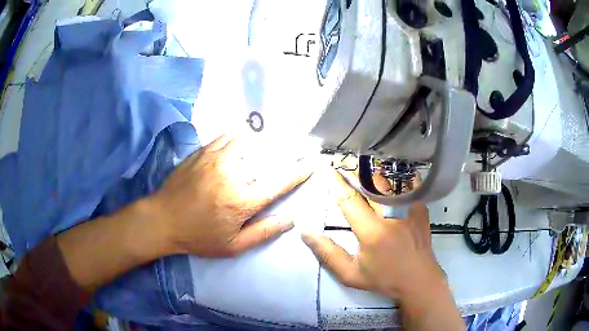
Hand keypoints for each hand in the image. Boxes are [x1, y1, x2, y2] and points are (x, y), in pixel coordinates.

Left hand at [150, 135, 312, 257]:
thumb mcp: (233, 246)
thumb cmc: (199, 237)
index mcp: (242, 201)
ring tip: (272, 139)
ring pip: (248, 140)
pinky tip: (243, 138)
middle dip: (287, 150)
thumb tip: (290, 219)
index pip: (279, 182)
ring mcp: (216, 159)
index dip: (299, 172)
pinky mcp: (202, 152)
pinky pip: (227, 136)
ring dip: (263, 140)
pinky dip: (240, 135)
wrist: (163, 220)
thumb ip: (263, 232)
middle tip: (299, 145)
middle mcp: (233, 174)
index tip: (312, 163)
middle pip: (267, 156)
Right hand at [301, 169, 444, 299]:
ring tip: (362, 164)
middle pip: (370, 184)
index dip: (336, 183)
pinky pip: (407, 185)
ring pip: (388, 181)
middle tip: (344, 163)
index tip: (328, 169)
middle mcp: (392, 215)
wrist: (419, 280)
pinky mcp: (420, 207)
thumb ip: (328, 254)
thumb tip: (306, 233)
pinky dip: (395, 177)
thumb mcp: (351, 274)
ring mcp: (410, 208)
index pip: (350, 200)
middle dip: (354, 172)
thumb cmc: (384, 278)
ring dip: (373, 172)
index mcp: (372, 231)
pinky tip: (388, 174)